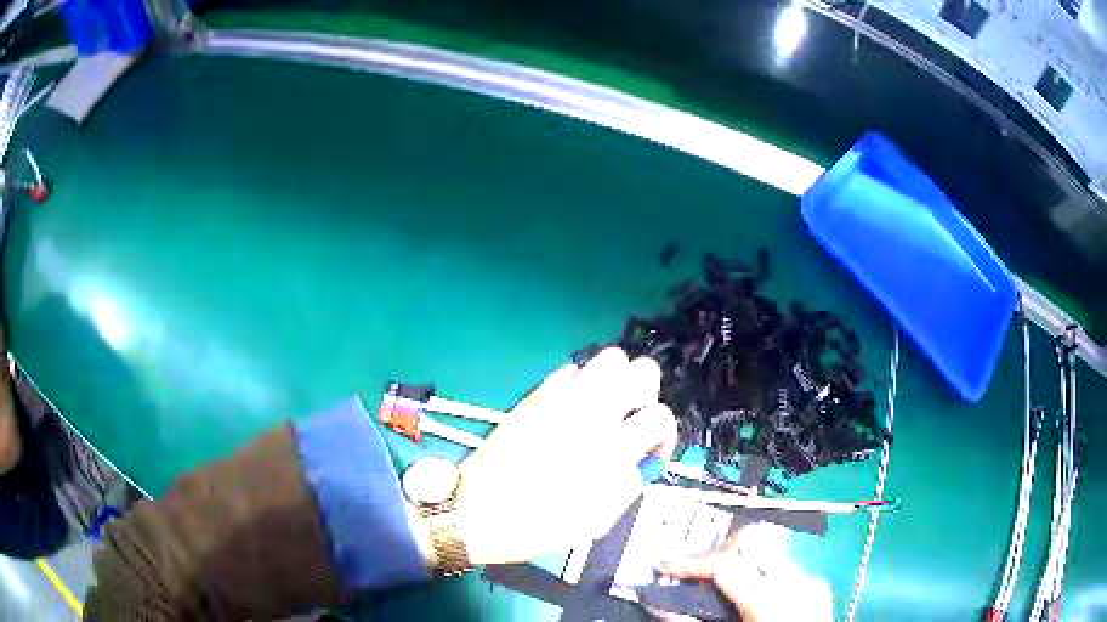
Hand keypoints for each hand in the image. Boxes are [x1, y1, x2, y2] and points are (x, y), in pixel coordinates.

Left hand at [455, 347, 676, 564]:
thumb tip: (643, 461)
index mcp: (610, 448)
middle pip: (643, 370)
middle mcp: (593, 413)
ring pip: (609, 358)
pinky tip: (573, 409)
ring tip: (607, 410)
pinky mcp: (536, 394)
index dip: (664, 436)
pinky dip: (582, 384)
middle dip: (647, 395)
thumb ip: (628, 485)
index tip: (650, 453)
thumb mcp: (596, 520)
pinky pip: (570, 370)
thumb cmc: (538, 525)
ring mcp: (562, 397)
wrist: (477, 511)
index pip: (660, 416)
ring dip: (618, 381)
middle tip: (632, 422)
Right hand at [660, 523, 832, 621]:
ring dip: (739, 562)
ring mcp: (812, 581)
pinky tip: (746, 598)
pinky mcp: (816, 587)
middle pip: (753, 541)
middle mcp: (799, 582)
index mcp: (774, 601)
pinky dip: (758, 575)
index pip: (726, 563)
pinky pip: (782, 568)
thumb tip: (659, 604)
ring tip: (719, 587)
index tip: (663, 568)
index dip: (689, 562)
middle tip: (695, 575)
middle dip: (719, 552)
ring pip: (769, 550)